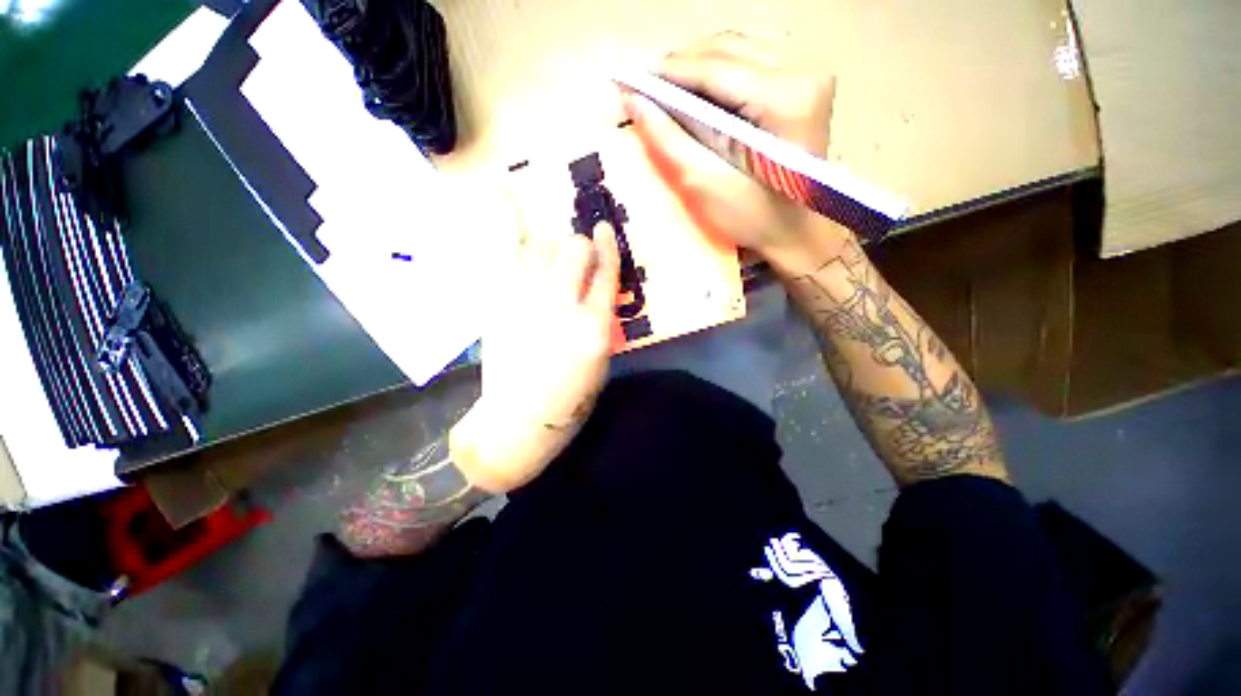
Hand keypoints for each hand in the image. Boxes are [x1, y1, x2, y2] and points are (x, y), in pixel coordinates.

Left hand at [450, 224, 620, 492]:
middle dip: (579, 248)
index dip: (607, 246)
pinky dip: (503, 218)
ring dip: (552, 244)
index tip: (604, 230)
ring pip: (542, 247)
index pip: (606, 272)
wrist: (520, 417)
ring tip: (552, 251)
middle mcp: (562, 306)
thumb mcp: (601, 361)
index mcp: (593, 327)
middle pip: (574, 252)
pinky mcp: (498, 301)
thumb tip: (594, 285)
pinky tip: (503, 189)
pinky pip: (502, 252)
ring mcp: (525, 299)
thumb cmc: (570, 397)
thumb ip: (600, 317)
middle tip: (578, 257)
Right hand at [623, 32, 853, 274]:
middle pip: (729, 47)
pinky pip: (755, 56)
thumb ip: (669, 140)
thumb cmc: (754, 219)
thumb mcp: (706, 185)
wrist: (798, 232)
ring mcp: (810, 70)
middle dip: (683, 66)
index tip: (632, 82)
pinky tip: (704, 92)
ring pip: (740, 45)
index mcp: (786, 97)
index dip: (669, 72)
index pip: (716, 67)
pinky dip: (722, 69)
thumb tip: (634, 100)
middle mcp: (805, 69)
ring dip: (700, 65)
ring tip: (671, 93)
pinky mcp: (807, 79)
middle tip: (649, 91)